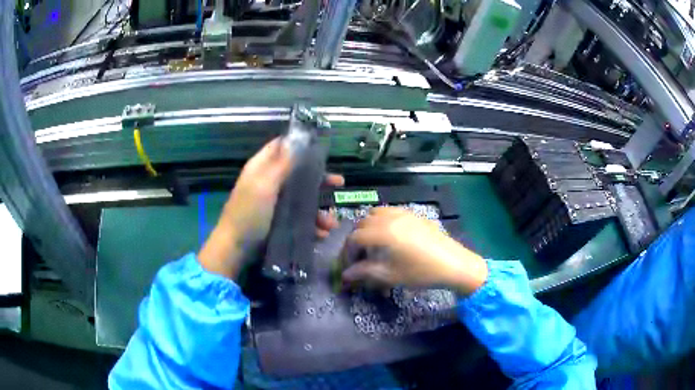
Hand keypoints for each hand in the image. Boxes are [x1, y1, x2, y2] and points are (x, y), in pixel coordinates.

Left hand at [198, 138, 343, 278]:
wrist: (236, 248)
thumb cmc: (248, 213)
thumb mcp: (264, 185)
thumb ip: (281, 164)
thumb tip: (296, 139)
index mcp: (262, 168)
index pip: (281, 147)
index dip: (300, 145)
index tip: (322, 147)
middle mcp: (270, 182)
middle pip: (298, 174)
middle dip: (320, 179)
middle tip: (339, 183)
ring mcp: (275, 204)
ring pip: (302, 199)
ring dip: (319, 209)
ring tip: (331, 223)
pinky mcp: (279, 222)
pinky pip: (300, 219)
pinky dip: (312, 225)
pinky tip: (322, 234)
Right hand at [341, 208, 487, 295]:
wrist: (454, 264)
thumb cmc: (421, 272)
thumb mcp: (391, 275)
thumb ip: (365, 272)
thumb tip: (346, 274)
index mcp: (383, 232)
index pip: (355, 238)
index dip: (347, 252)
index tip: (348, 266)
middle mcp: (390, 217)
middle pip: (363, 223)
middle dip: (356, 240)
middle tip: (358, 257)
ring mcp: (404, 213)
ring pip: (375, 214)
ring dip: (368, 227)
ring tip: (372, 244)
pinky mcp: (414, 214)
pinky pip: (390, 211)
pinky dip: (381, 220)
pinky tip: (388, 235)